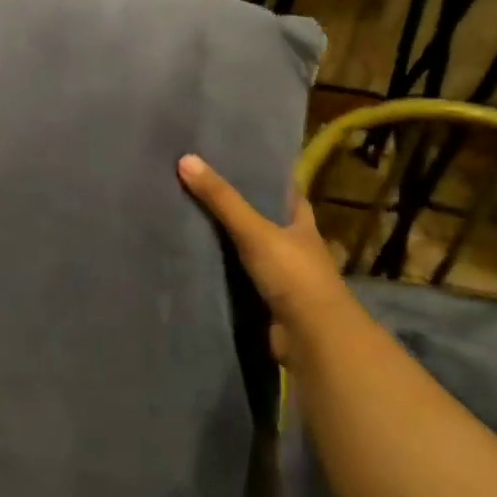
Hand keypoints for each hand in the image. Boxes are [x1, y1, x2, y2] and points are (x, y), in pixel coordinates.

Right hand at [178, 153, 352, 365]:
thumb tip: (185, 159)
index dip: (263, 176)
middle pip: (263, 220)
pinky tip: (195, 260)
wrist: (311, 337)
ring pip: (249, 250)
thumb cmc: (293, 275)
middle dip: (237, 208)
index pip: (284, 191)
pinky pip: (239, 278)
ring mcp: (282, 276)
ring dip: (226, 241)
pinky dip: (221, 271)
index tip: (233, 161)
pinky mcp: (266, 301)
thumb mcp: (255, 230)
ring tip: (187, 218)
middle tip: (199, 188)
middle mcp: (294, 246)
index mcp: (301, 222)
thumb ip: (221, 199)